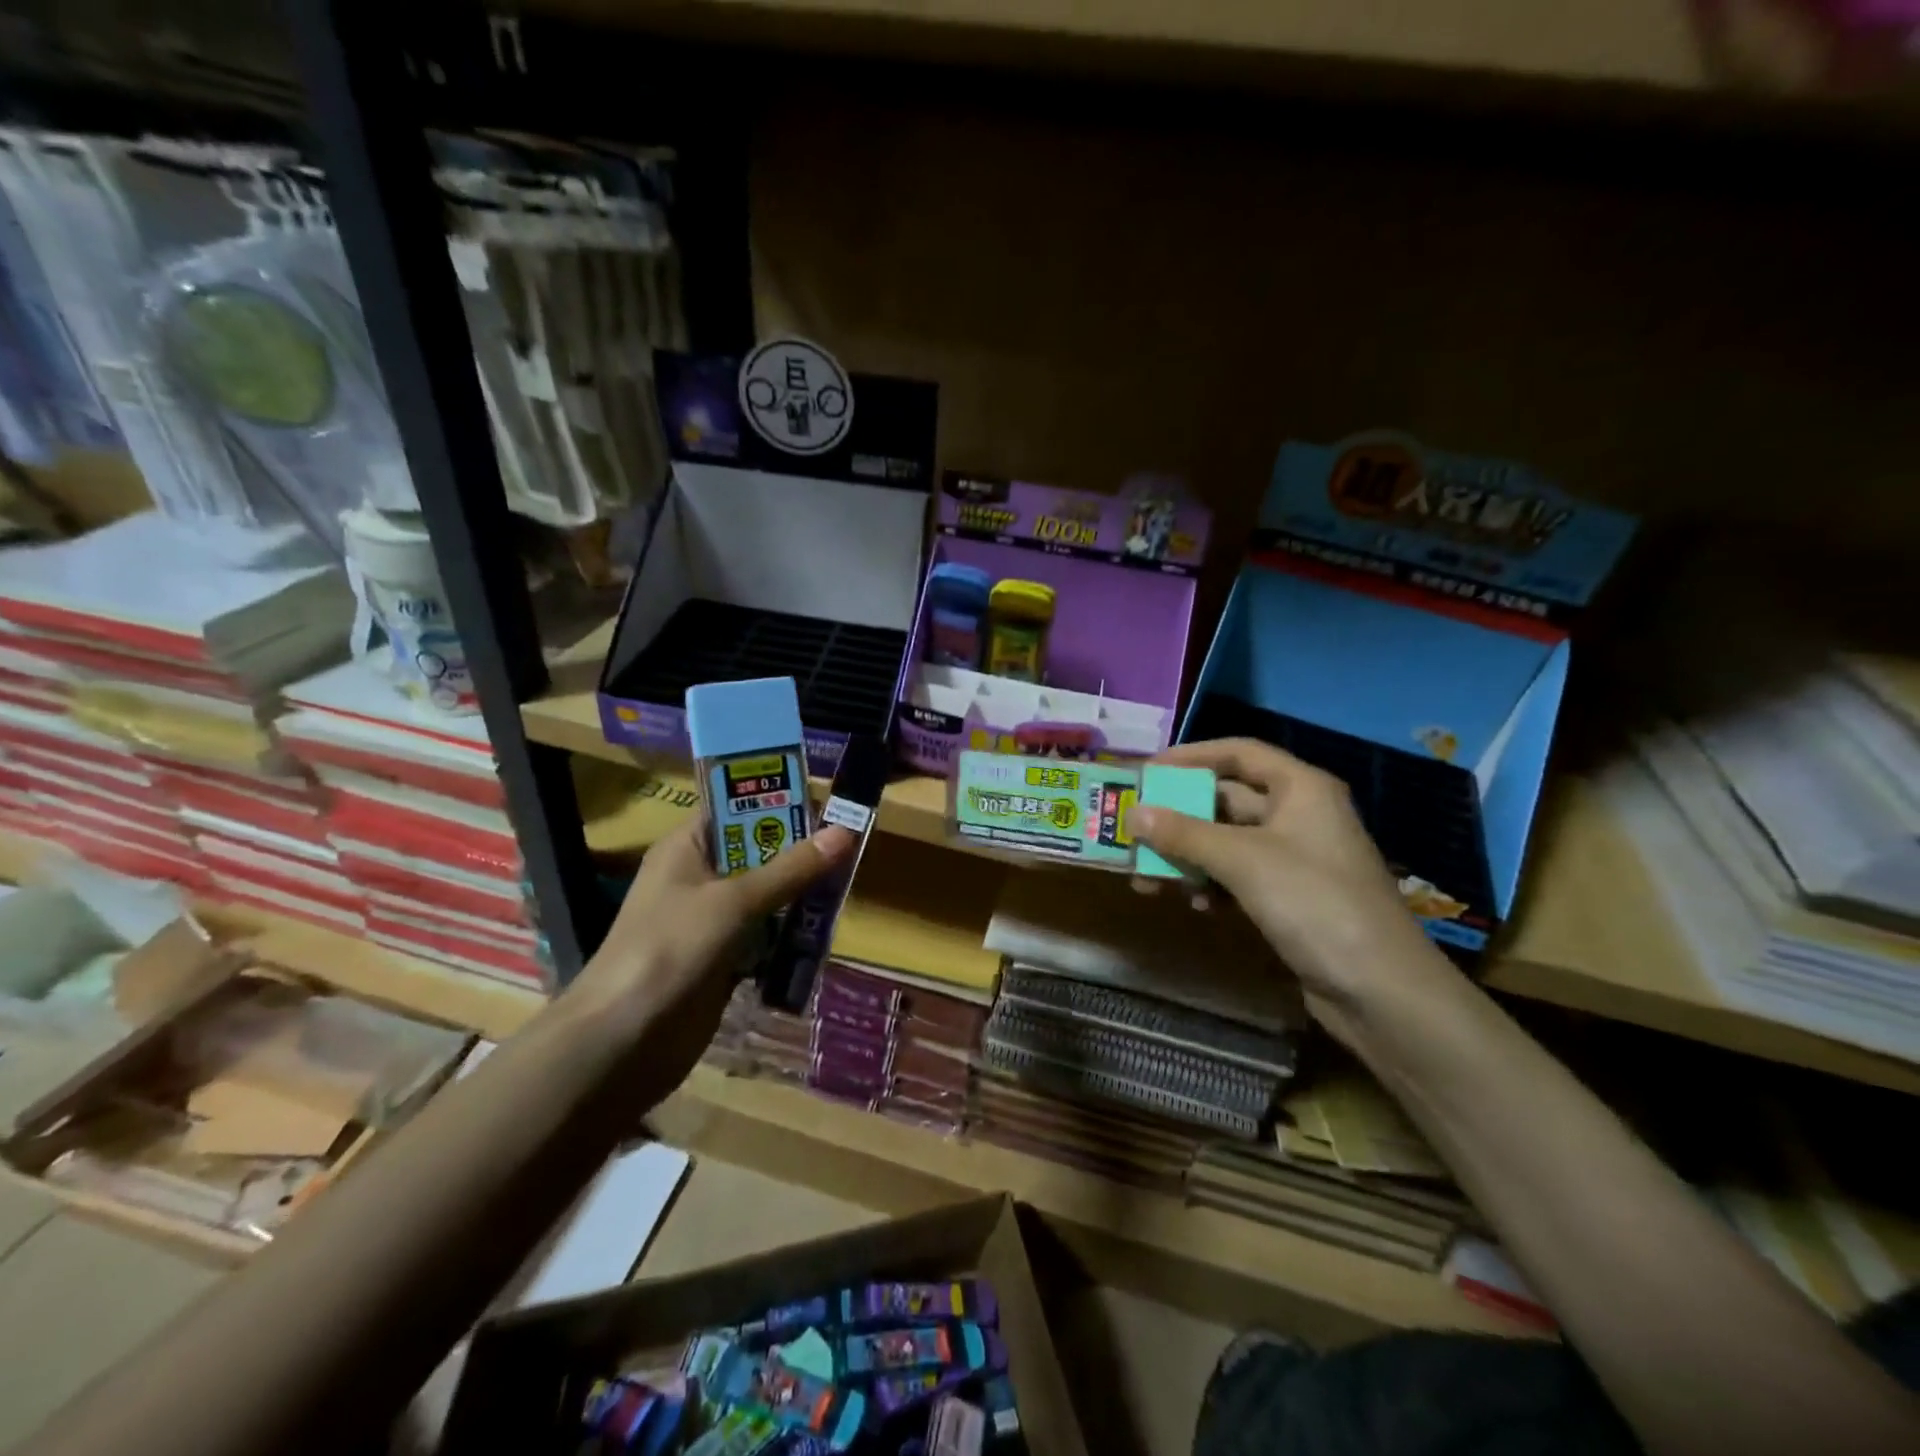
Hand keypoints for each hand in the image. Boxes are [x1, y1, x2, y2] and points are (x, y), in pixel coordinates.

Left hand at [574, 816, 854, 1072]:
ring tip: (845, 889)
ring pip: (765, 897)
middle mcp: (698, 878)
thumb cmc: (671, 950)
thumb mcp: (735, 901)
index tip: (827, 804)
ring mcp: (709, 922)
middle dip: (799, 853)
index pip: (735, 807)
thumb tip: (845, 831)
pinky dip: (788, 937)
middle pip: (757, 852)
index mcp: (687, 848)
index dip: (778, 801)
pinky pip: (764, 937)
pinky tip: (821, 935)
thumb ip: (791, 869)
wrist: (622, 1042)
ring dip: (799, 897)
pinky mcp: (721, 960)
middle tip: (850, 849)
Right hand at [1129, 738, 1453, 1043]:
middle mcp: (1298, 815)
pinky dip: (1210, 884)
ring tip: (1144, 875)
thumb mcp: (1244, 861)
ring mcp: (1294, 858)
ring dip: (1186, 855)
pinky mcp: (1290, 898)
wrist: (1381, 992)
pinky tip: (1190, 903)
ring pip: (1227, 842)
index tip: (1146, 772)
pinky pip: (1237, 877)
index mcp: (1300, 788)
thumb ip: (1185, 834)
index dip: (1190, 756)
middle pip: (1227, 799)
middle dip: (1178, 814)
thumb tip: (1133, 814)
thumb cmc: (1315, 903)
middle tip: (1133, 826)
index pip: (1238, 753)